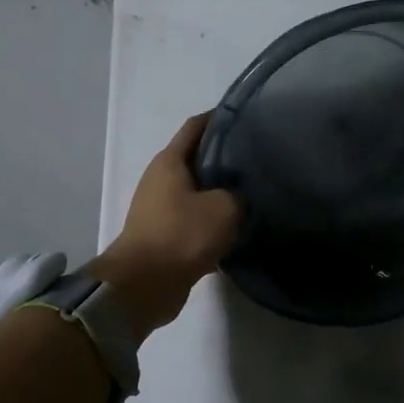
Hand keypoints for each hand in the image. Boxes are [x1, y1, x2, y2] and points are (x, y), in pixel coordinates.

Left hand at [88, 113, 241, 337]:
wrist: (144, 285)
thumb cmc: (182, 235)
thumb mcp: (224, 208)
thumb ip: (238, 195)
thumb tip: (239, 198)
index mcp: (169, 162)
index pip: (196, 127)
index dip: (220, 118)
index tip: (247, 117)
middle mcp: (161, 181)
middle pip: (197, 160)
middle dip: (226, 159)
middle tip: (259, 161)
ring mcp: (160, 210)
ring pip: (198, 194)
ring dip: (221, 195)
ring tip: (254, 197)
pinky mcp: (165, 237)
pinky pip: (195, 223)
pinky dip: (214, 225)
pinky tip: (239, 232)